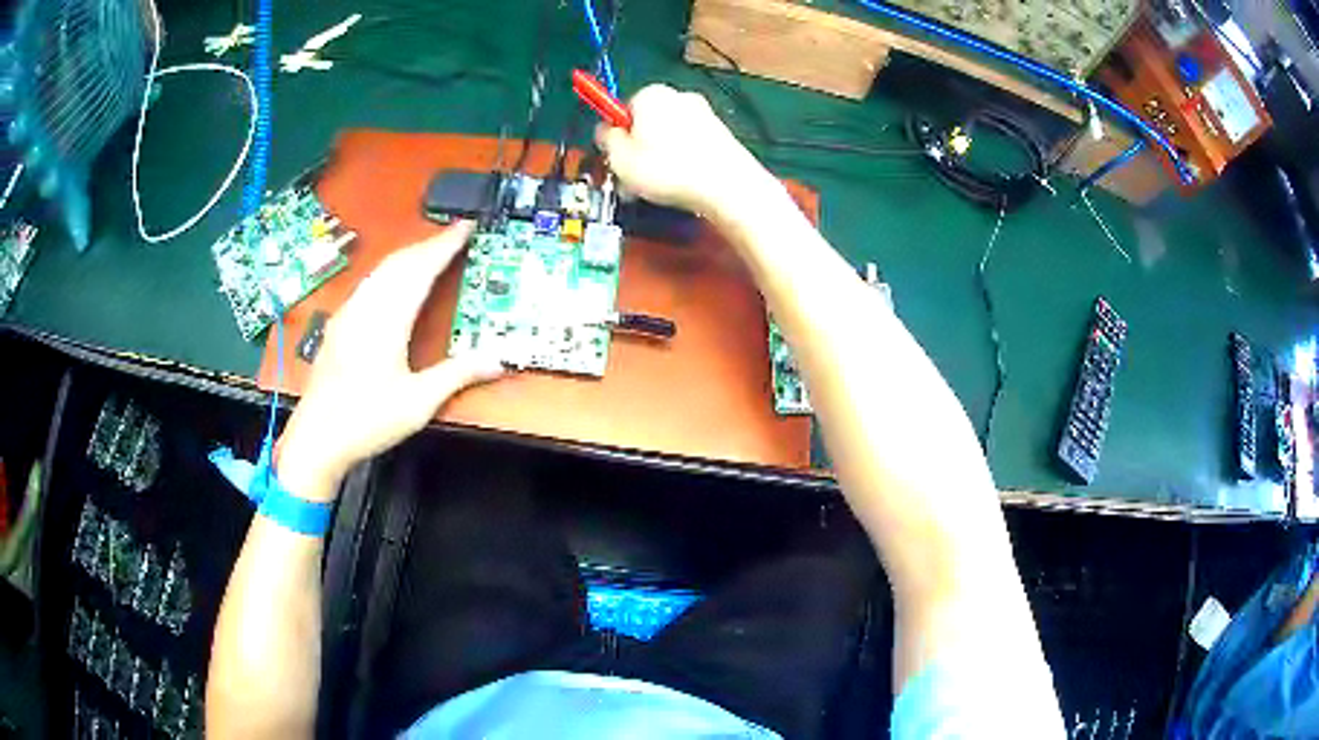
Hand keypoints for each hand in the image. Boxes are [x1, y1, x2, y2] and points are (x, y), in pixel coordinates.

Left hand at [277, 221, 503, 498]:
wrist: (317, 438)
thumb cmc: (367, 421)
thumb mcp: (418, 403)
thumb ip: (457, 375)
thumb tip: (497, 360)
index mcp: (386, 320)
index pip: (420, 270)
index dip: (444, 245)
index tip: (466, 227)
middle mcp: (365, 308)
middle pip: (399, 262)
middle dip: (428, 244)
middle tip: (456, 235)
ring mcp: (348, 313)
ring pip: (381, 270)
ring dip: (409, 255)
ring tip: (432, 251)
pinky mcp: (339, 324)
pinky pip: (369, 283)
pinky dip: (391, 271)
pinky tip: (396, 281)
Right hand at [595, 84, 767, 215]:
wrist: (727, 186)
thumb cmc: (669, 170)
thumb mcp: (620, 158)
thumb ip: (606, 139)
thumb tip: (605, 130)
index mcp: (651, 94)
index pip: (622, 109)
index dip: (616, 136)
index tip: (615, 158)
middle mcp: (679, 96)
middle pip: (647, 122)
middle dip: (638, 149)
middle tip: (632, 178)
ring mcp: (704, 114)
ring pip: (669, 136)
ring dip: (659, 159)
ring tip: (656, 188)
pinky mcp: (722, 134)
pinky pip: (691, 146)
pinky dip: (682, 162)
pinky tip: (680, 184)